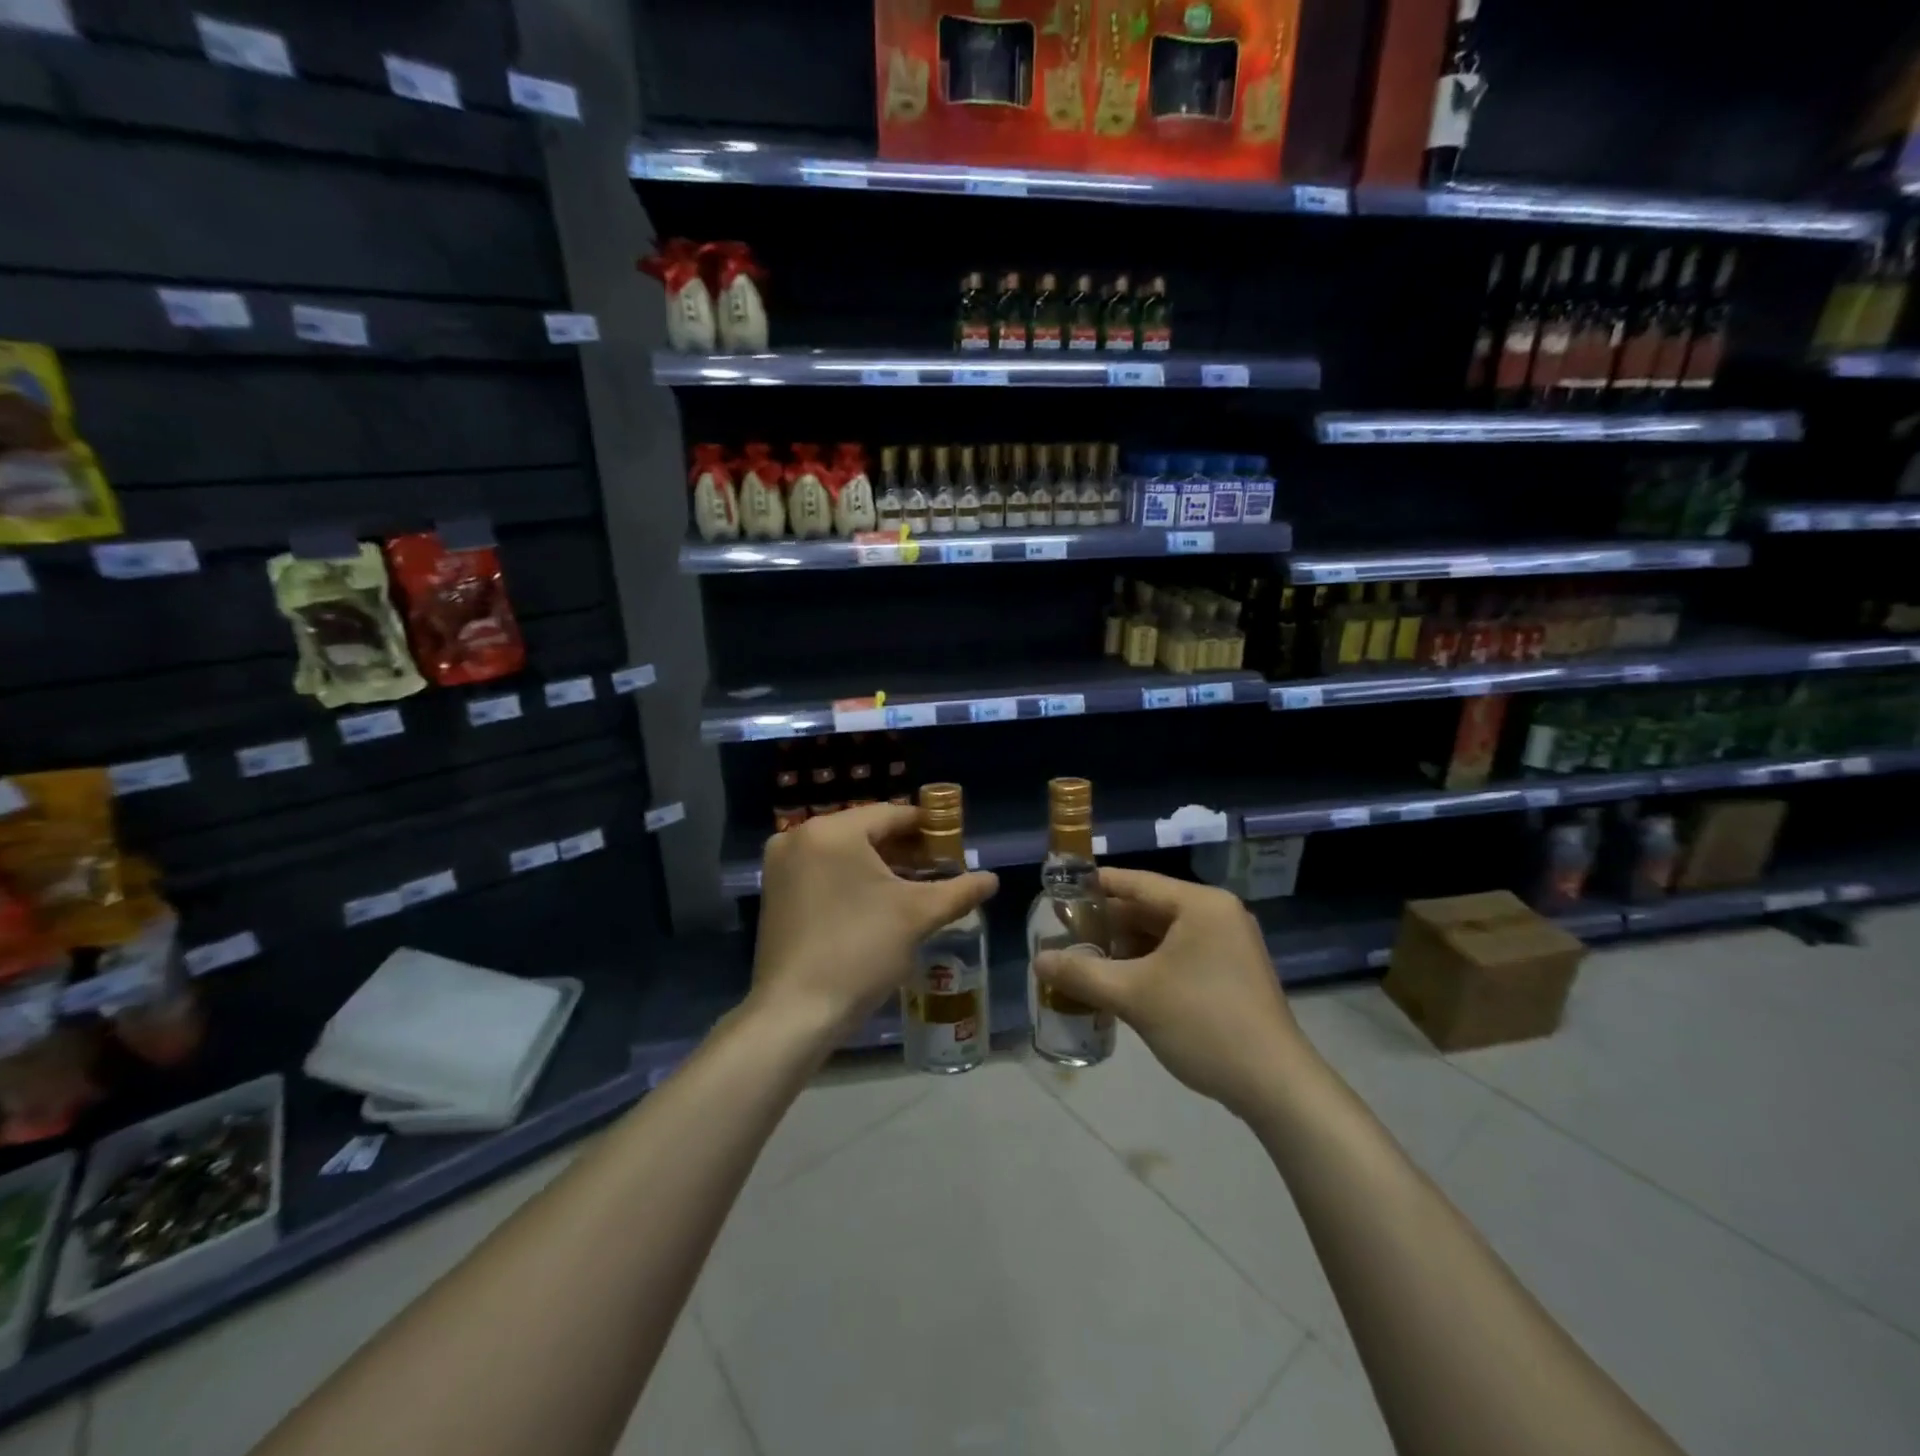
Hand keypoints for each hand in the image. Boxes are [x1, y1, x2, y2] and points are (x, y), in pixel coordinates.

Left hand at [751, 805, 997, 1043]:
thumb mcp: (917, 916)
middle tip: (940, 868)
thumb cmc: (860, 951)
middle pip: (865, 831)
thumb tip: (992, 880)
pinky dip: (852, 879)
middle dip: (905, 849)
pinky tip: (879, 902)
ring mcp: (781, 865)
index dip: (928, 827)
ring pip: (844, 852)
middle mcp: (799, 837)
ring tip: (916, 886)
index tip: (955, 844)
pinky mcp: (775, 892)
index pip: (890, 814)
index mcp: (831, 831)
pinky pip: (823, 871)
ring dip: (880, 865)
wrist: (796, 1012)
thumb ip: (958, 891)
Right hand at [1034, 868, 1303, 1117]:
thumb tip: (1038, 961)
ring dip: (1127, 948)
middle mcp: (1218, 915)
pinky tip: (1122, 984)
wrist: (1276, 1085)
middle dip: (1108, 924)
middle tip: (1066, 935)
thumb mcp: (1134, 996)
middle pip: (1150, 908)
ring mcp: (1230, 945)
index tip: (1060, 892)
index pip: (1136, 883)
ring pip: (1165, 935)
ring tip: (1087, 961)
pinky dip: (1150, 965)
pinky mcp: (1233, 974)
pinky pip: (1181, 956)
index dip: (1095, 886)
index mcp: (1200, 905)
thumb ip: (1081, 974)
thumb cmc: (1203, 1024)